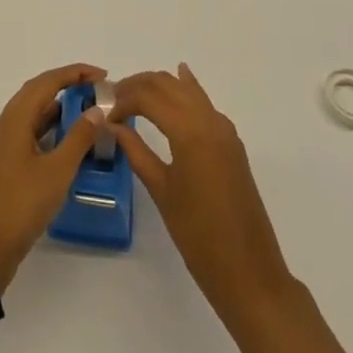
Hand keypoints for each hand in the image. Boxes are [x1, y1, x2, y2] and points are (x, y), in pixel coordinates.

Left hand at [0, 63, 106, 292]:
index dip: (74, 73)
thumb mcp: (57, 171)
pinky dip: (50, 130)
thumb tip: (96, 109)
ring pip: (32, 114)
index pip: (46, 82)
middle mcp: (5, 124)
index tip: (102, 75)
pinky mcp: (4, 164)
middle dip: (67, 86)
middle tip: (97, 90)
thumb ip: (78, 137)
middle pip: (37, 93)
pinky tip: (68, 143)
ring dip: (58, 109)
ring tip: (88, 113)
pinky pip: (29, 133)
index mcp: (14, 118)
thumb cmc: (21, 205)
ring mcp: (2, 145)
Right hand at [110, 64, 295, 321]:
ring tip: (133, 97)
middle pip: (166, 84)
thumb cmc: (199, 236)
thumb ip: (136, 152)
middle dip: (137, 86)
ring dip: (159, 86)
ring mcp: (224, 129)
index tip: (103, 113)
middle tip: (113, 101)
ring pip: (186, 89)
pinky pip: (204, 103)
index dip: (121, 99)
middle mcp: (209, 120)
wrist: (249, 272)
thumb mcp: (162, 192)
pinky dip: (187, 90)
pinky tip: (179, 80)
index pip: (148, 96)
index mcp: (190, 131)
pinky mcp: (231, 142)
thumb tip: (112, 124)